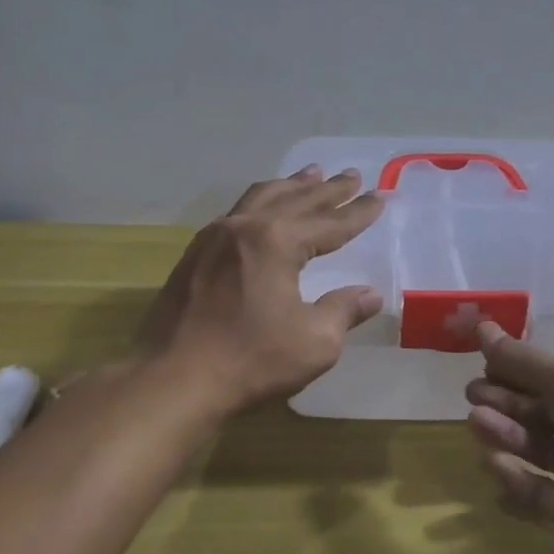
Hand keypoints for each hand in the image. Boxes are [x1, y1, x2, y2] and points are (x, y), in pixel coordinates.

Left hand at [136, 166, 384, 415]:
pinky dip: (260, 202)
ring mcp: (214, 238)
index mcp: (277, 241)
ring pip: (261, 197)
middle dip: (328, 189)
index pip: (330, 223)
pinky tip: (262, 208)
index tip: (381, 197)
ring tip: (311, 174)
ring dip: (291, 186)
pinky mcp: (194, 255)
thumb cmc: (249, 360)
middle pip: (296, 200)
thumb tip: (370, 295)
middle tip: (352, 176)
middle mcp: (245, 227)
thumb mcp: (314, 342)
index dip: (358, 212)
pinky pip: (236, 212)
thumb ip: (344, 311)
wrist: (171, 379)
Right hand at [465, 323, 553, 553]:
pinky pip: (540, 489)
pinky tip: (493, 463)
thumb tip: (482, 326)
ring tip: (476, 422)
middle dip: (507, 400)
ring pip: (540, 447)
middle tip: (472, 394)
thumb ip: (524, 359)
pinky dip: (516, 475)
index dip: (521, 368)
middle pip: (545, 410)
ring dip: (507, 433)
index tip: (484, 363)